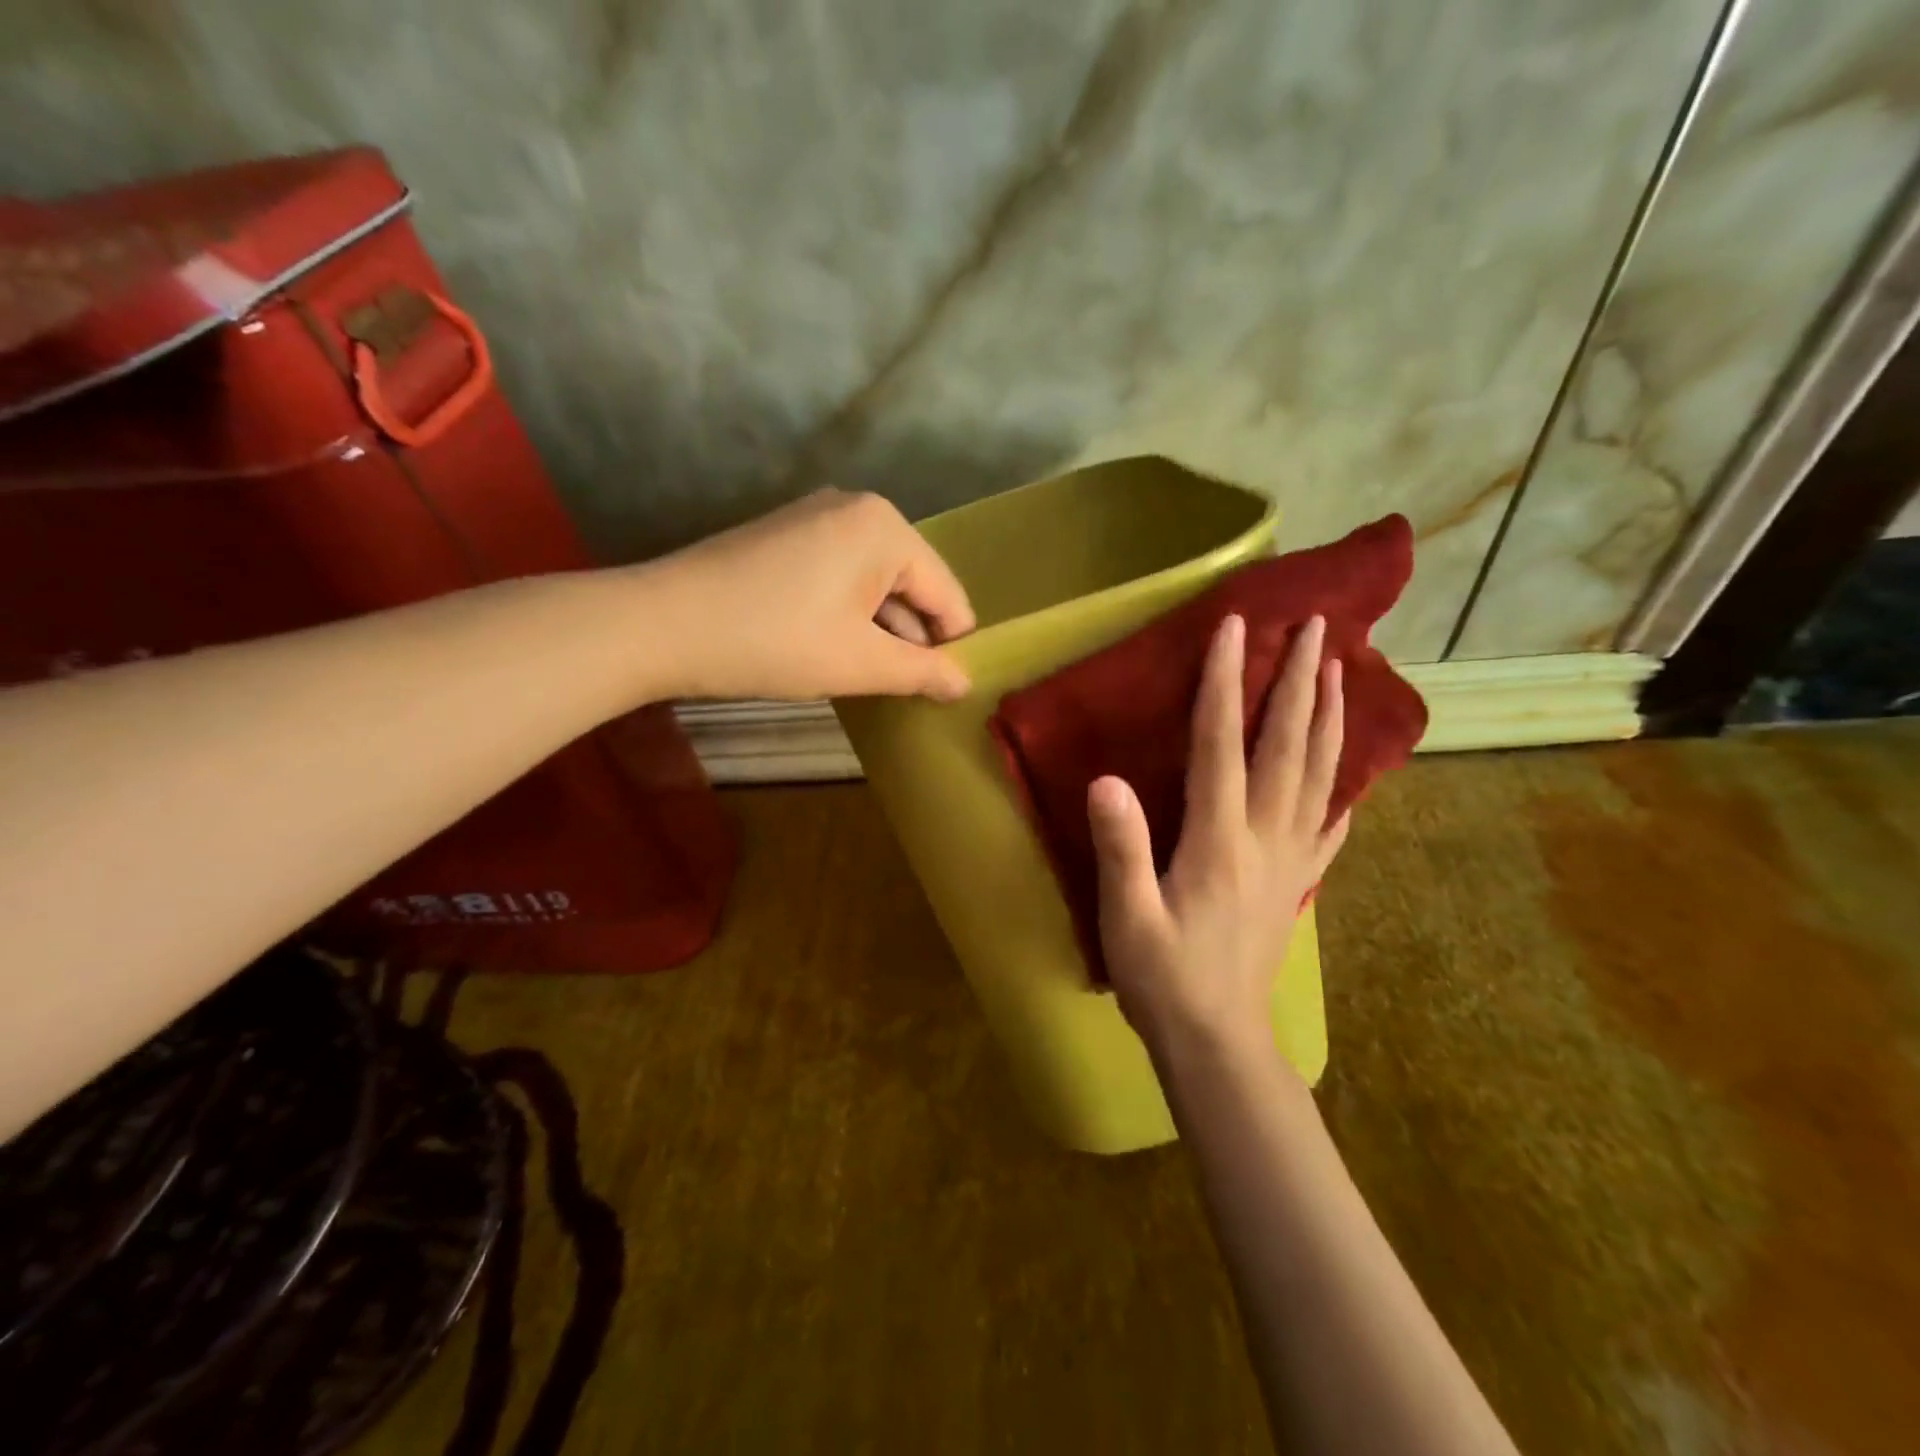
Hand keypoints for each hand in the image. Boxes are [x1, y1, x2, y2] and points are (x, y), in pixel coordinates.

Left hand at [639, 488, 975, 701]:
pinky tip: (825, 648)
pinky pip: (839, 575)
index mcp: (886, 528)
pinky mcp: (785, 535)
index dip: (950, 647)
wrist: (661, 624)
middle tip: (897, 690)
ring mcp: (815, 517)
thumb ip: (922, 672)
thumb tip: (964, 682)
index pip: (947, 594)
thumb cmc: (774, 642)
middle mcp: (857, 508)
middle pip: (911, 584)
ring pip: (873, 583)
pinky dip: (845, 613)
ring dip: (876, 630)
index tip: (942, 691)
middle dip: (908, 638)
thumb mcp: (859, 663)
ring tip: (861, 674)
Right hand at [1087, 614, 1349, 1064]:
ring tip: (1340, 671)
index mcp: (1219, 839)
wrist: (1218, 1042)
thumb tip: (1106, 780)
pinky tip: (1350, 772)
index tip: (1235, 628)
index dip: (1226, 682)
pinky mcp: (1296, 883)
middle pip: (1289, 746)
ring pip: (1320, 775)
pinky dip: (1343, 786)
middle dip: (1300, 681)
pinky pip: (1328, 823)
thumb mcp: (1126, 916)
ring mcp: (1289, 859)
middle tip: (1318, 627)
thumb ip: (1121, 848)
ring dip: (1330, 717)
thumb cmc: (1164, 977)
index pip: (1223, 744)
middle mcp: (1264, 837)